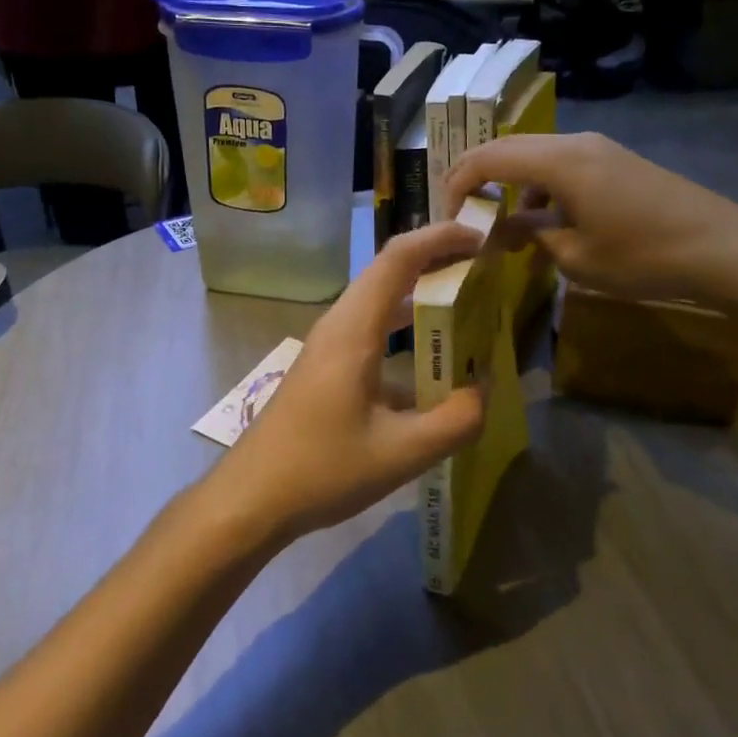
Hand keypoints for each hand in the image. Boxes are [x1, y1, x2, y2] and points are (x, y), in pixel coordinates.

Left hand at [207, 223, 487, 544]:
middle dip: (438, 263)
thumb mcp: (401, 452)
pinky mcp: (326, 369)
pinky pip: (371, 333)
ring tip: (468, 308)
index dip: (441, 238)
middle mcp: (339, 325)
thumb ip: (455, 421)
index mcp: (354, 329)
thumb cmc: (322, 469)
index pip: (399, 257)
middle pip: (390, 273)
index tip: (482, 240)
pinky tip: (431, 367)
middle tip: (486, 270)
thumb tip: (485, 391)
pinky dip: (405, 333)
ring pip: (380, 304)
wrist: (252, 498)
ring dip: (422, 298)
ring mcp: (329, 347)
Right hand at [446, 133, 737, 304]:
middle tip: (463, 216)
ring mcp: (599, 149)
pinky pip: (562, 165)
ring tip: (505, 225)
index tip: (446, 217)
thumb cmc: (642, 256)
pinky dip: (541, 187)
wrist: (725, 247)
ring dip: (512, 184)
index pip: (486, 158)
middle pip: (508, 148)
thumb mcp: (574, 256)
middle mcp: (574, 144)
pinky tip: (550, 222)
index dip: (457, 183)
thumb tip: (504, 229)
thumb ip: (530, 234)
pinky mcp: (616, 161)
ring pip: (535, 155)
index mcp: (558, 162)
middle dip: (479, 179)